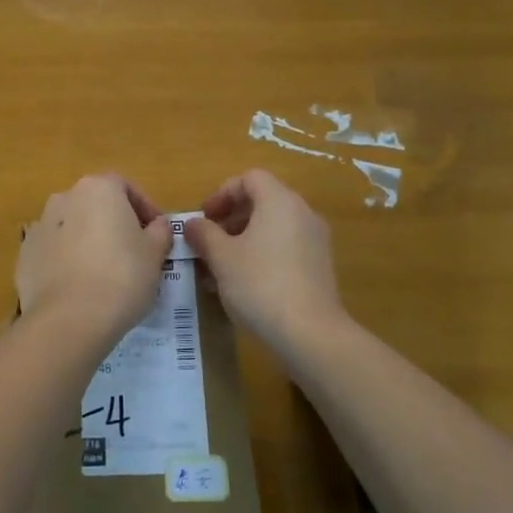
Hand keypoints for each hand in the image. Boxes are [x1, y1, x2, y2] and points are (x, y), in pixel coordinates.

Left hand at [16, 174, 172, 342]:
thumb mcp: (154, 254)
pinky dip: (66, 261)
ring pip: (72, 226)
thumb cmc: (121, 277)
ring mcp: (40, 225)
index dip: (144, 208)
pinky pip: (53, 251)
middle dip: (114, 223)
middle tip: (132, 252)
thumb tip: (157, 225)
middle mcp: (65, 197)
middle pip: (96, 204)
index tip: (156, 233)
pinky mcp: (25, 254)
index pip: (125, 187)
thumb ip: (159, 232)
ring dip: (88, 241)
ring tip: (104, 273)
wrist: (68, 319)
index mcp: (98, 188)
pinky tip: (79, 287)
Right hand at [183, 169, 344, 351]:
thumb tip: (193, 224)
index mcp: (279, 201)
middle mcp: (302, 213)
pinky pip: (285, 248)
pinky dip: (262, 255)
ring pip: (272, 228)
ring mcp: (315, 240)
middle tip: (209, 242)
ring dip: (243, 240)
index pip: (249, 178)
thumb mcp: (221, 257)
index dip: (223, 193)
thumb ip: (203, 234)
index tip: (205, 217)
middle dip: (230, 219)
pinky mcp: (319, 267)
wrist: (311, 334)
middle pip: (262, 202)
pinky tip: (243, 284)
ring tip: (220, 268)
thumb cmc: (260, 284)